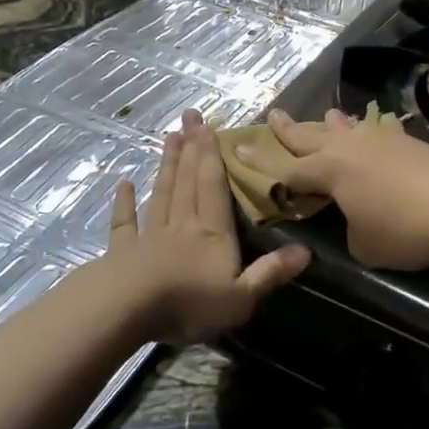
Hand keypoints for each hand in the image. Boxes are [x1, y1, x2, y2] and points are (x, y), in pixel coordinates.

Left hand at [103, 110, 308, 341]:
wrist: (128, 312)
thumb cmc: (189, 304)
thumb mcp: (241, 297)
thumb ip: (270, 272)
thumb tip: (307, 250)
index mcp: (212, 233)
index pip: (213, 186)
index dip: (211, 156)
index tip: (207, 125)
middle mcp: (182, 225)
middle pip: (187, 181)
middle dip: (190, 148)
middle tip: (188, 116)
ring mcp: (149, 236)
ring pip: (162, 193)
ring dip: (166, 165)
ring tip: (169, 137)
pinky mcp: (122, 251)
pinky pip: (124, 223)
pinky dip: (124, 203)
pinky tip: (124, 184)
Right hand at [254, 108, 428, 271]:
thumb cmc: (404, 231)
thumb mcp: (361, 244)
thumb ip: (346, 226)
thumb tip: (351, 215)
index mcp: (328, 170)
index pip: (285, 167)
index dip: (260, 162)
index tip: (237, 147)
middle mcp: (348, 147)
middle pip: (310, 135)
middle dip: (288, 129)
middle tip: (272, 115)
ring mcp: (378, 139)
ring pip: (344, 128)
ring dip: (328, 124)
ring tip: (321, 115)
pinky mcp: (406, 141)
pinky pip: (372, 131)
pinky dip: (361, 130)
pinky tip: (367, 128)